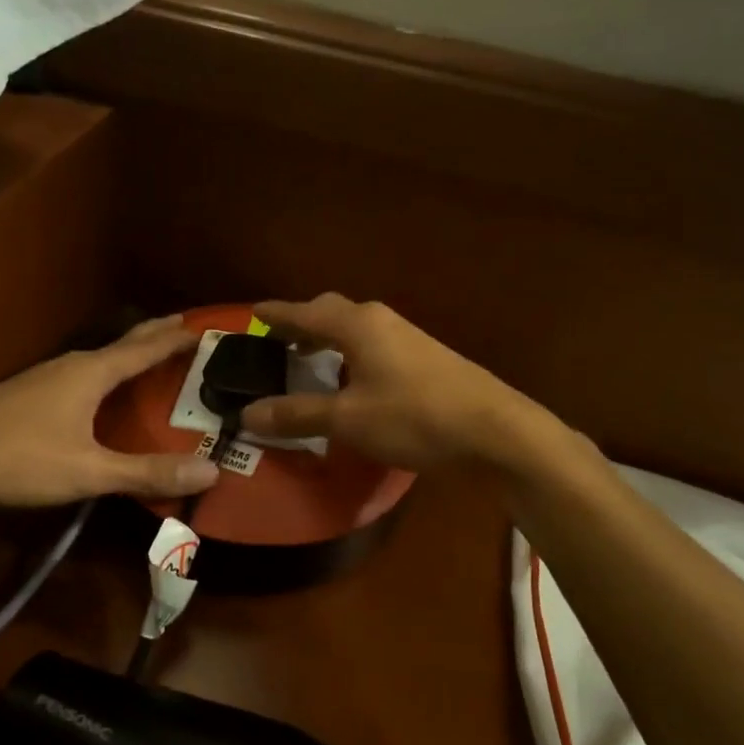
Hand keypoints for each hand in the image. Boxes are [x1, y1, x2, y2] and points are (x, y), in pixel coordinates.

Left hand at [0, 316, 218, 525]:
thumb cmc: (18, 458)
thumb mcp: (88, 471)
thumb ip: (147, 472)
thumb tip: (211, 472)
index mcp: (91, 372)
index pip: (145, 347)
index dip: (177, 337)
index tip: (207, 326)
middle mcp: (70, 366)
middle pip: (122, 344)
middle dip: (155, 334)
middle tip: (186, 327)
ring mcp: (44, 378)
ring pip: (99, 359)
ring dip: (128, 355)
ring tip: (151, 359)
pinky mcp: (27, 396)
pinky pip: (81, 376)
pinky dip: (106, 376)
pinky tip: (101, 395)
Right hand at [240, 294, 559, 472]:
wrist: (495, 431)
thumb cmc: (414, 418)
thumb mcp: (348, 420)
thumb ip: (297, 415)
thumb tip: (247, 415)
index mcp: (357, 325)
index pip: (305, 312)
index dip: (277, 315)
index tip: (253, 312)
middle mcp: (381, 321)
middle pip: (332, 313)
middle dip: (303, 323)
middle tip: (278, 341)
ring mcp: (408, 338)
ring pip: (356, 330)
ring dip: (328, 340)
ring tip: (308, 361)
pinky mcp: (426, 360)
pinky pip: (374, 346)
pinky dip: (350, 356)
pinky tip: (352, 381)